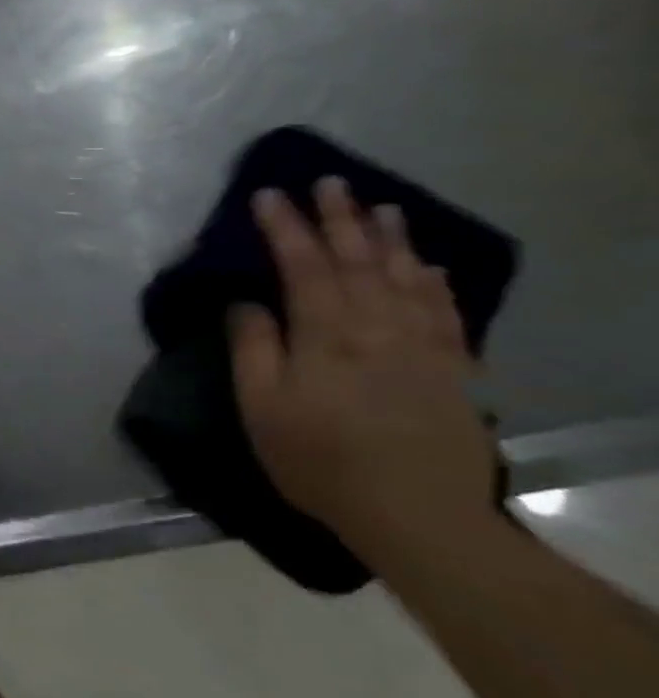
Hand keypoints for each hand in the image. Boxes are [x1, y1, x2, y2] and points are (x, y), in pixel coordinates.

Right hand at [230, 177, 498, 558]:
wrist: (418, 515)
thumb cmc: (319, 458)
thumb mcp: (261, 407)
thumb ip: (253, 347)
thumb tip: (244, 301)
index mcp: (326, 334)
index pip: (303, 265)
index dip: (284, 227)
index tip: (267, 194)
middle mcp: (378, 327)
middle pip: (358, 260)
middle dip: (339, 218)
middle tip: (328, 182)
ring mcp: (423, 346)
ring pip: (406, 277)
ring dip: (391, 238)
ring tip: (380, 207)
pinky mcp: (453, 370)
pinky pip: (446, 312)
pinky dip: (436, 283)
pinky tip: (428, 266)